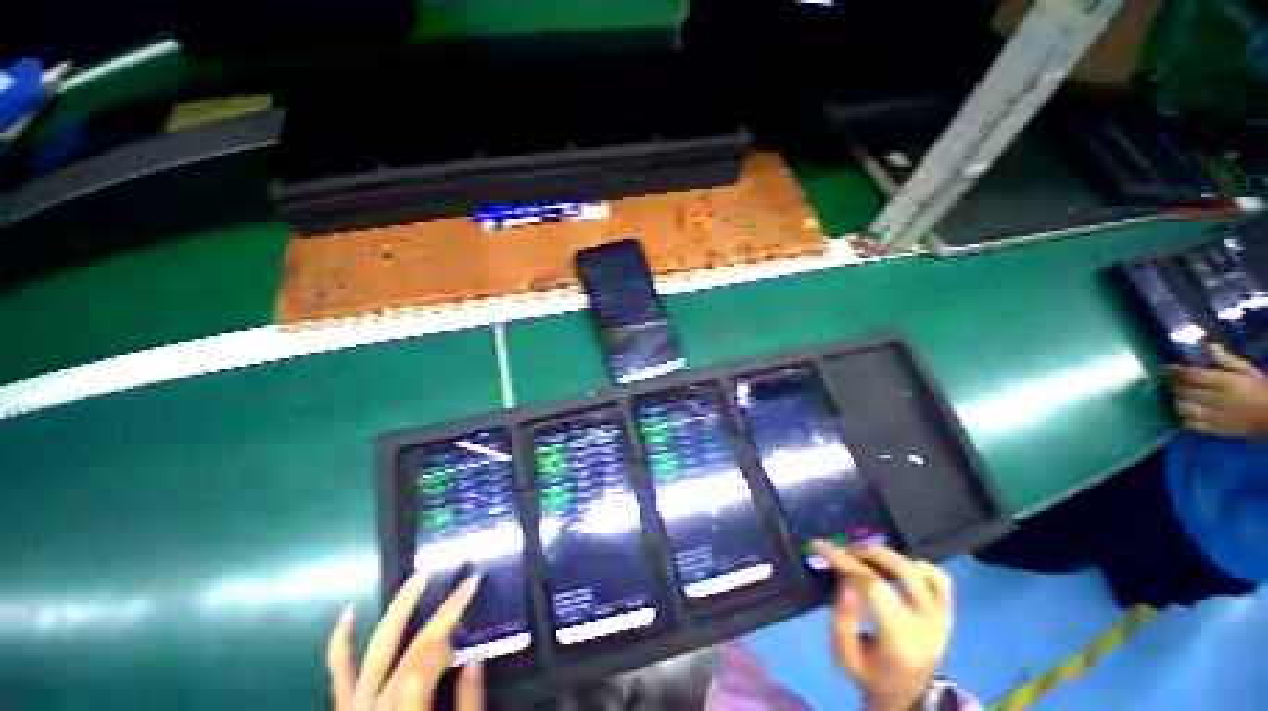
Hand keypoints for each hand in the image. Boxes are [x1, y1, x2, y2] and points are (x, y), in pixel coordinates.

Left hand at [327, 573, 483, 709]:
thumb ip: (467, 708)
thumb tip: (474, 660)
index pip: (420, 667)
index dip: (449, 639)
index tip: (472, 624)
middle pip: (403, 653)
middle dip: (439, 615)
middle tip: (465, 584)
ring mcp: (352, 710)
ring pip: (371, 653)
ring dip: (396, 612)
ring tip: (419, 578)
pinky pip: (337, 674)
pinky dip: (341, 643)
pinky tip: (351, 612)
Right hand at [811, 541, 953, 710]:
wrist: (907, 695)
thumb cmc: (870, 674)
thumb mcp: (845, 655)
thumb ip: (842, 619)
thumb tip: (847, 582)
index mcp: (900, 639)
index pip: (874, 586)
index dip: (846, 563)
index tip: (822, 547)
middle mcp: (926, 625)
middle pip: (901, 571)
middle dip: (867, 553)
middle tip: (845, 552)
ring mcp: (941, 618)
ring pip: (921, 570)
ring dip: (889, 557)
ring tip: (867, 558)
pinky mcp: (948, 614)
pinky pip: (940, 579)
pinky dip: (918, 566)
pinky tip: (898, 569)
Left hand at [1162, 344, 1267, 437]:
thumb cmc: (1260, 389)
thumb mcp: (1247, 369)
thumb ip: (1226, 359)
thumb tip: (1207, 345)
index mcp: (1223, 383)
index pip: (1192, 376)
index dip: (1175, 371)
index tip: (1164, 367)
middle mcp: (1214, 400)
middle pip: (1184, 392)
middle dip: (1172, 385)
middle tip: (1166, 380)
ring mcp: (1213, 417)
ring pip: (1184, 408)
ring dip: (1176, 401)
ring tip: (1174, 394)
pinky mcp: (1213, 430)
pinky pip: (1190, 425)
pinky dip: (1182, 418)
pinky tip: (1182, 411)